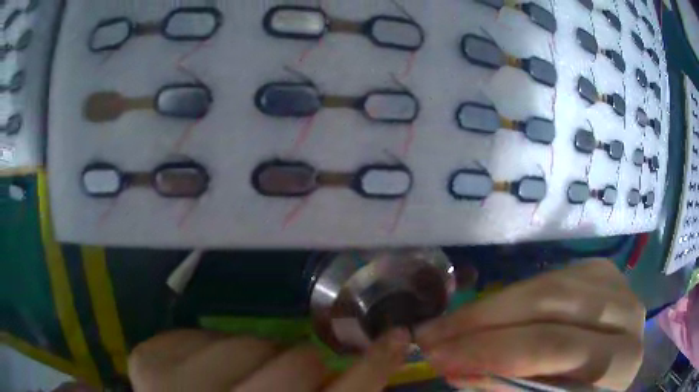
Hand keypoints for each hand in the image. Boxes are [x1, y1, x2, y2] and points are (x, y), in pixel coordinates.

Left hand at [128, 328, 409, 391]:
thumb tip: (364, 368)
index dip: (371, 371)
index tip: (396, 338)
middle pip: (296, 364)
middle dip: (302, 366)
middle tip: (285, 376)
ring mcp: (170, 387)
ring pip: (248, 342)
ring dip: (254, 357)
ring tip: (236, 377)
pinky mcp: (146, 362)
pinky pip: (201, 334)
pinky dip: (212, 350)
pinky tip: (201, 370)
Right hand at [416, 259, 644, 390]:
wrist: (610, 374)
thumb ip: (506, 388)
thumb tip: (459, 369)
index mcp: (621, 362)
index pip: (553, 349)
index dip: (492, 352)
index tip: (437, 357)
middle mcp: (628, 316)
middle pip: (551, 306)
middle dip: (483, 322)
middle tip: (432, 335)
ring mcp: (618, 285)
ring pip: (548, 284)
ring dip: (492, 307)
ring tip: (450, 324)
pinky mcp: (603, 272)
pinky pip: (553, 276)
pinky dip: (516, 296)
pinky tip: (490, 313)